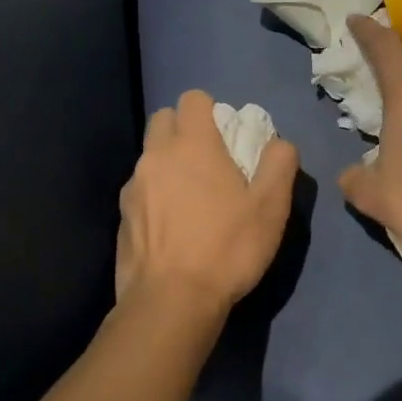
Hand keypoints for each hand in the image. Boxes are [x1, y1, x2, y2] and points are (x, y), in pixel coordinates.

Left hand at [116, 90, 298, 311]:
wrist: (172, 301)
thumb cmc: (228, 247)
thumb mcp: (272, 206)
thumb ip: (279, 163)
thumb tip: (278, 143)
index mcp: (193, 145)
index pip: (193, 98)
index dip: (212, 111)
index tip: (228, 137)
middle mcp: (156, 156)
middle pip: (163, 119)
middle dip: (185, 129)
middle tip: (210, 162)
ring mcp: (133, 187)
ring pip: (150, 156)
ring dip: (169, 164)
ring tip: (193, 200)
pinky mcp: (122, 217)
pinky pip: (140, 190)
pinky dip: (156, 196)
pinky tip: (174, 228)